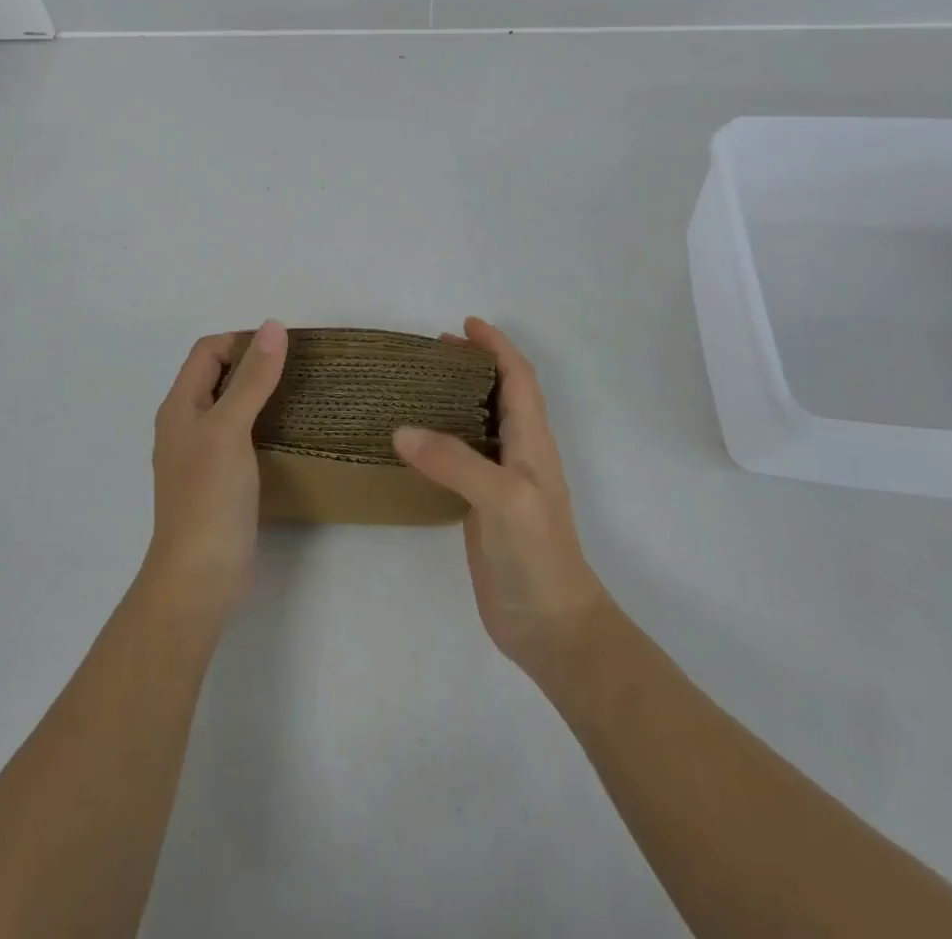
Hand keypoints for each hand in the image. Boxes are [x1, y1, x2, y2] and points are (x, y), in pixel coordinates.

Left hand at [142, 320, 287, 616]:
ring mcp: (201, 455)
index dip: (241, 341)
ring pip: (230, 408)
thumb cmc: (209, 495)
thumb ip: (252, 378)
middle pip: (218, 377)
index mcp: (180, 406)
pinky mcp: (219, 481)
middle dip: (254, 365)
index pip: (207, 351)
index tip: (283, 348)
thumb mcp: (230, 428)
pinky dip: (262, 425)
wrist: (199, 575)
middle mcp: (186, 424)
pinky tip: (289, 434)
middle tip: (298, 368)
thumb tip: (272, 326)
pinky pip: (241, 437)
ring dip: (260, 395)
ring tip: (300, 394)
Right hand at [393, 318, 607, 677]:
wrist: (551, 627)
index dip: (497, 347)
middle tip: (434, 350)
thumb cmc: (537, 555)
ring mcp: (500, 483)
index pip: (518, 379)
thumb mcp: (501, 499)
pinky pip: (460, 460)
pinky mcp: (481, 509)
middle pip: (500, 395)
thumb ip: (454, 461)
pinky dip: (440, 439)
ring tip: (419, 385)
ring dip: (456, 398)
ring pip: (479, 425)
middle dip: (474, 365)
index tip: (466, 324)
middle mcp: (518, 454)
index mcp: (532, 442)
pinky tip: (414, 444)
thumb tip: (401, 429)